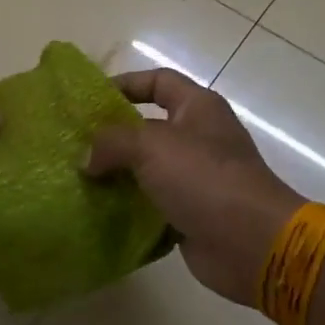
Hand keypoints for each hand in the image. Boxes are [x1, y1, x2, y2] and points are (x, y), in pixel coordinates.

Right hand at [85, 69, 303, 305]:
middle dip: (111, 136)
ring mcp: (195, 178)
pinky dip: (128, 207)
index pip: (158, 81)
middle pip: (147, 128)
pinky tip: (97, 212)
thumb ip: (111, 142)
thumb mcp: (151, 146)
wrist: (251, 243)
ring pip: (146, 169)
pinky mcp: (189, 213)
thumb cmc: (205, 179)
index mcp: (198, 108)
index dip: (125, 84)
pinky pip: (151, 204)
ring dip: (115, 175)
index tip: (90, 100)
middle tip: (73, 146)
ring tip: (77, 180)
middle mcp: (198, 138)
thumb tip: (86, 158)